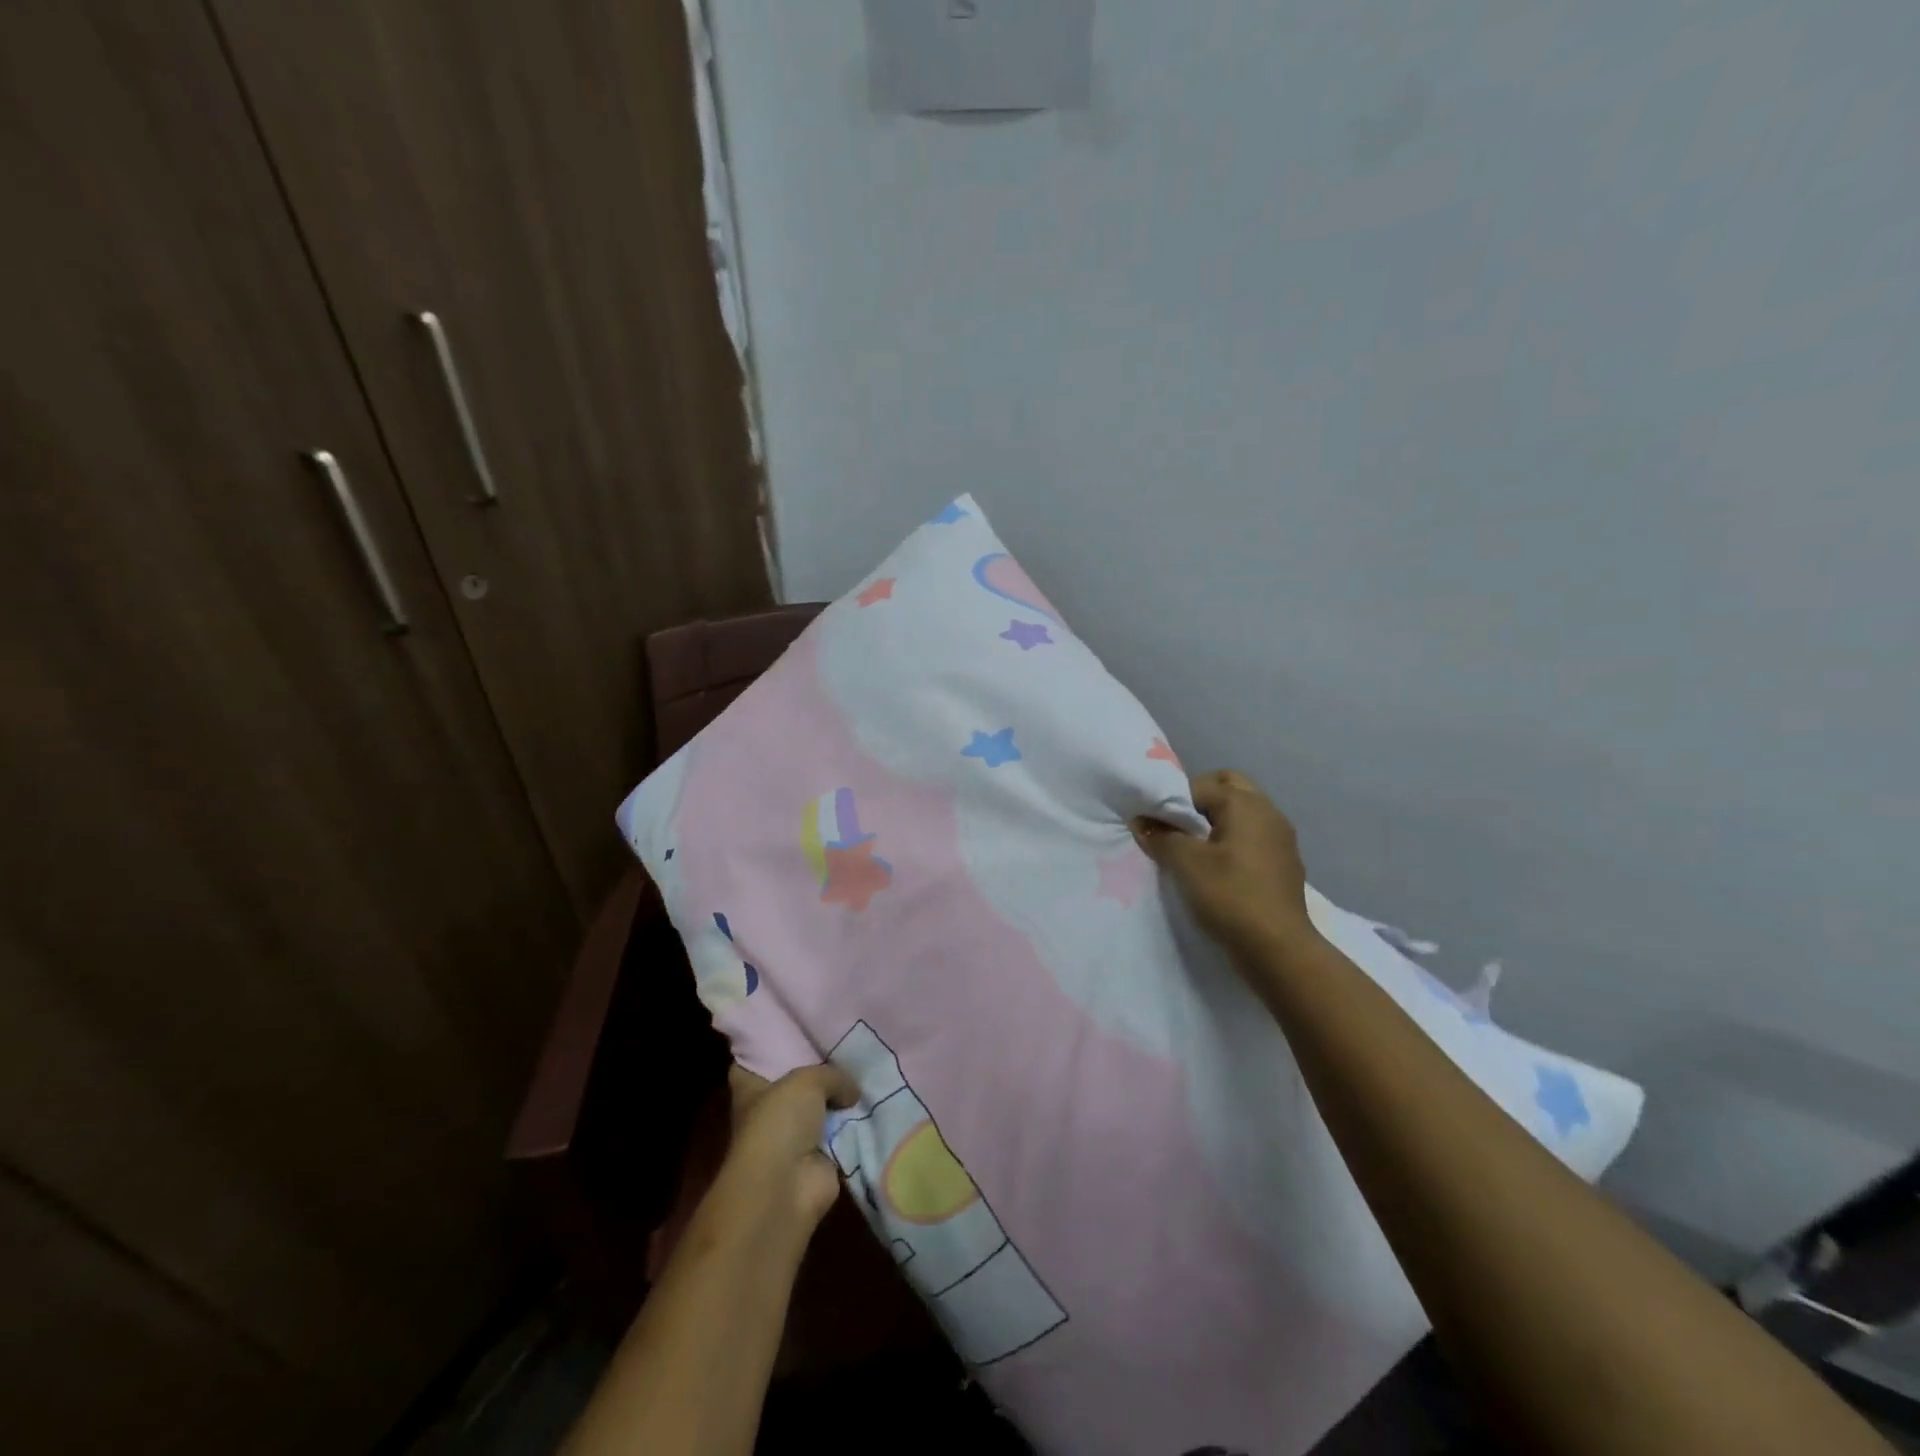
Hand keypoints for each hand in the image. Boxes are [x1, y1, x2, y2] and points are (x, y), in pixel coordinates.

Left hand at [710, 1063, 860, 1242]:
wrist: (787, 1185)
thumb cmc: (780, 1122)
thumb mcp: (807, 1080)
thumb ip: (832, 1075)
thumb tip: (852, 1091)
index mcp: (750, 1090)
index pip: (751, 1063)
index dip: (767, 1049)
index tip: (791, 1030)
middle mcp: (769, 1112)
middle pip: (792, 1085)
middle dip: (816, 1071)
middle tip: (846, 1045)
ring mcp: (793, 1138)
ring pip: (820, 1110)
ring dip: (840, 1100)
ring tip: (869, 1070)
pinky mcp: (818, 1160)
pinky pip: (841, 1135)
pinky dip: (856, 1126)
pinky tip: (877, 1103)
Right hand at [1133, 769, 1319, 960]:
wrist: (1278, 949)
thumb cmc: (1229, 896)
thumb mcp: (1186, 864)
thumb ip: (1161, 836)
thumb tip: (1141, 820)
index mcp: (1245, 804)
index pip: (1200, 785)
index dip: (1173, 801)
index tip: (1156, 824)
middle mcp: (1268, 811)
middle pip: (1229, 787)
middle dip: (1200, 801)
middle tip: (1178, 827)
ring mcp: (1281, 837)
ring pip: (1243, 812)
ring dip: (1218, 820)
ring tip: (1194, 848)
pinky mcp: (1285, 862)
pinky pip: (1253, 836)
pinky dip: (1234, 840)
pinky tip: (1219, 867)